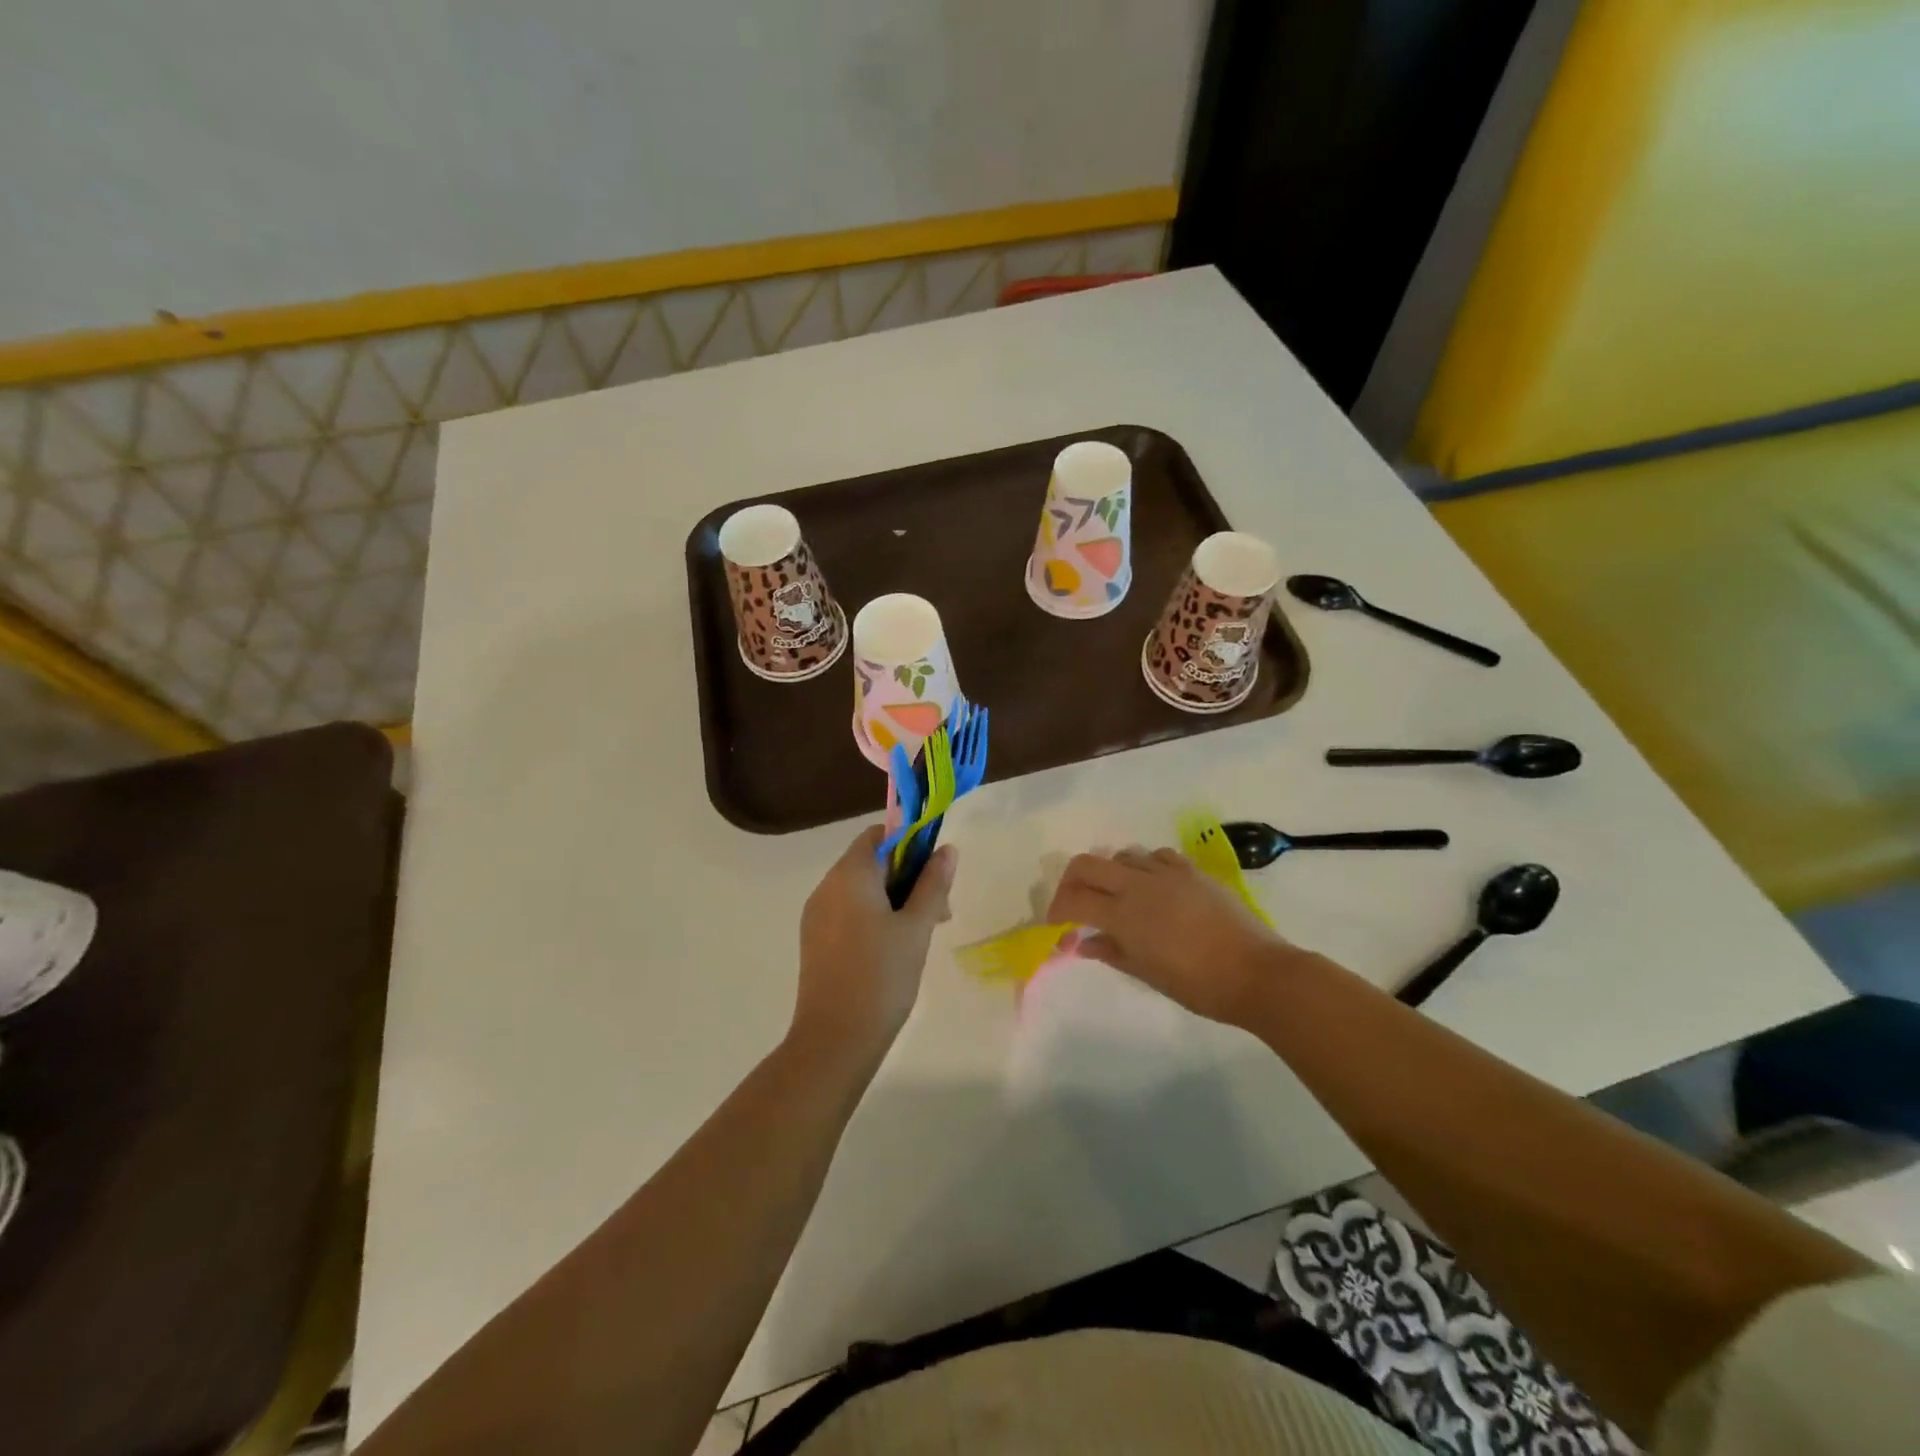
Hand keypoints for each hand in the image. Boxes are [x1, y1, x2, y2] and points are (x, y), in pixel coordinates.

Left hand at [792, 825, 956, 1067]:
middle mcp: (826, 887)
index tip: (935, 869)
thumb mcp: (917, 927)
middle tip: (938, 909)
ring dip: (892, 898)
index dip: (909, 842)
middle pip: (870, 861)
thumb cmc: (882, 976)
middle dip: (907, 876)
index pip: (878, 835)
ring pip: (860, 889)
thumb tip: (946, 849)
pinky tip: (894, 949)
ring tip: (921, 933)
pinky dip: (872, 916)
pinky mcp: (814, 941)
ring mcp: (816, 915)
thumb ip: (932, 884)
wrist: (835, 1040)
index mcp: (849, 875)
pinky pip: (847, 912)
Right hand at [1046, 847, 1295, 1025]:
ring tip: (1116, 895)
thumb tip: (1082, 943)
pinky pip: (1156, 856)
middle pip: (1088, 863)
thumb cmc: (1198, 984)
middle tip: (1074, 903)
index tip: (1057, 924)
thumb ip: (1111, 952)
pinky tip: (1152, 887)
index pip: (1074, 899)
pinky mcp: (1191, 870)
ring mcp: (1166, 873)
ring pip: (1122, 855)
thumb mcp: (1147, 974)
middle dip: (1072, 881)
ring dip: (1109, 872)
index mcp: (1124, 914)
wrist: (1255, 972)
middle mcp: (1139, 885)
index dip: (1058, 910)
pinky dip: (1144, 866)